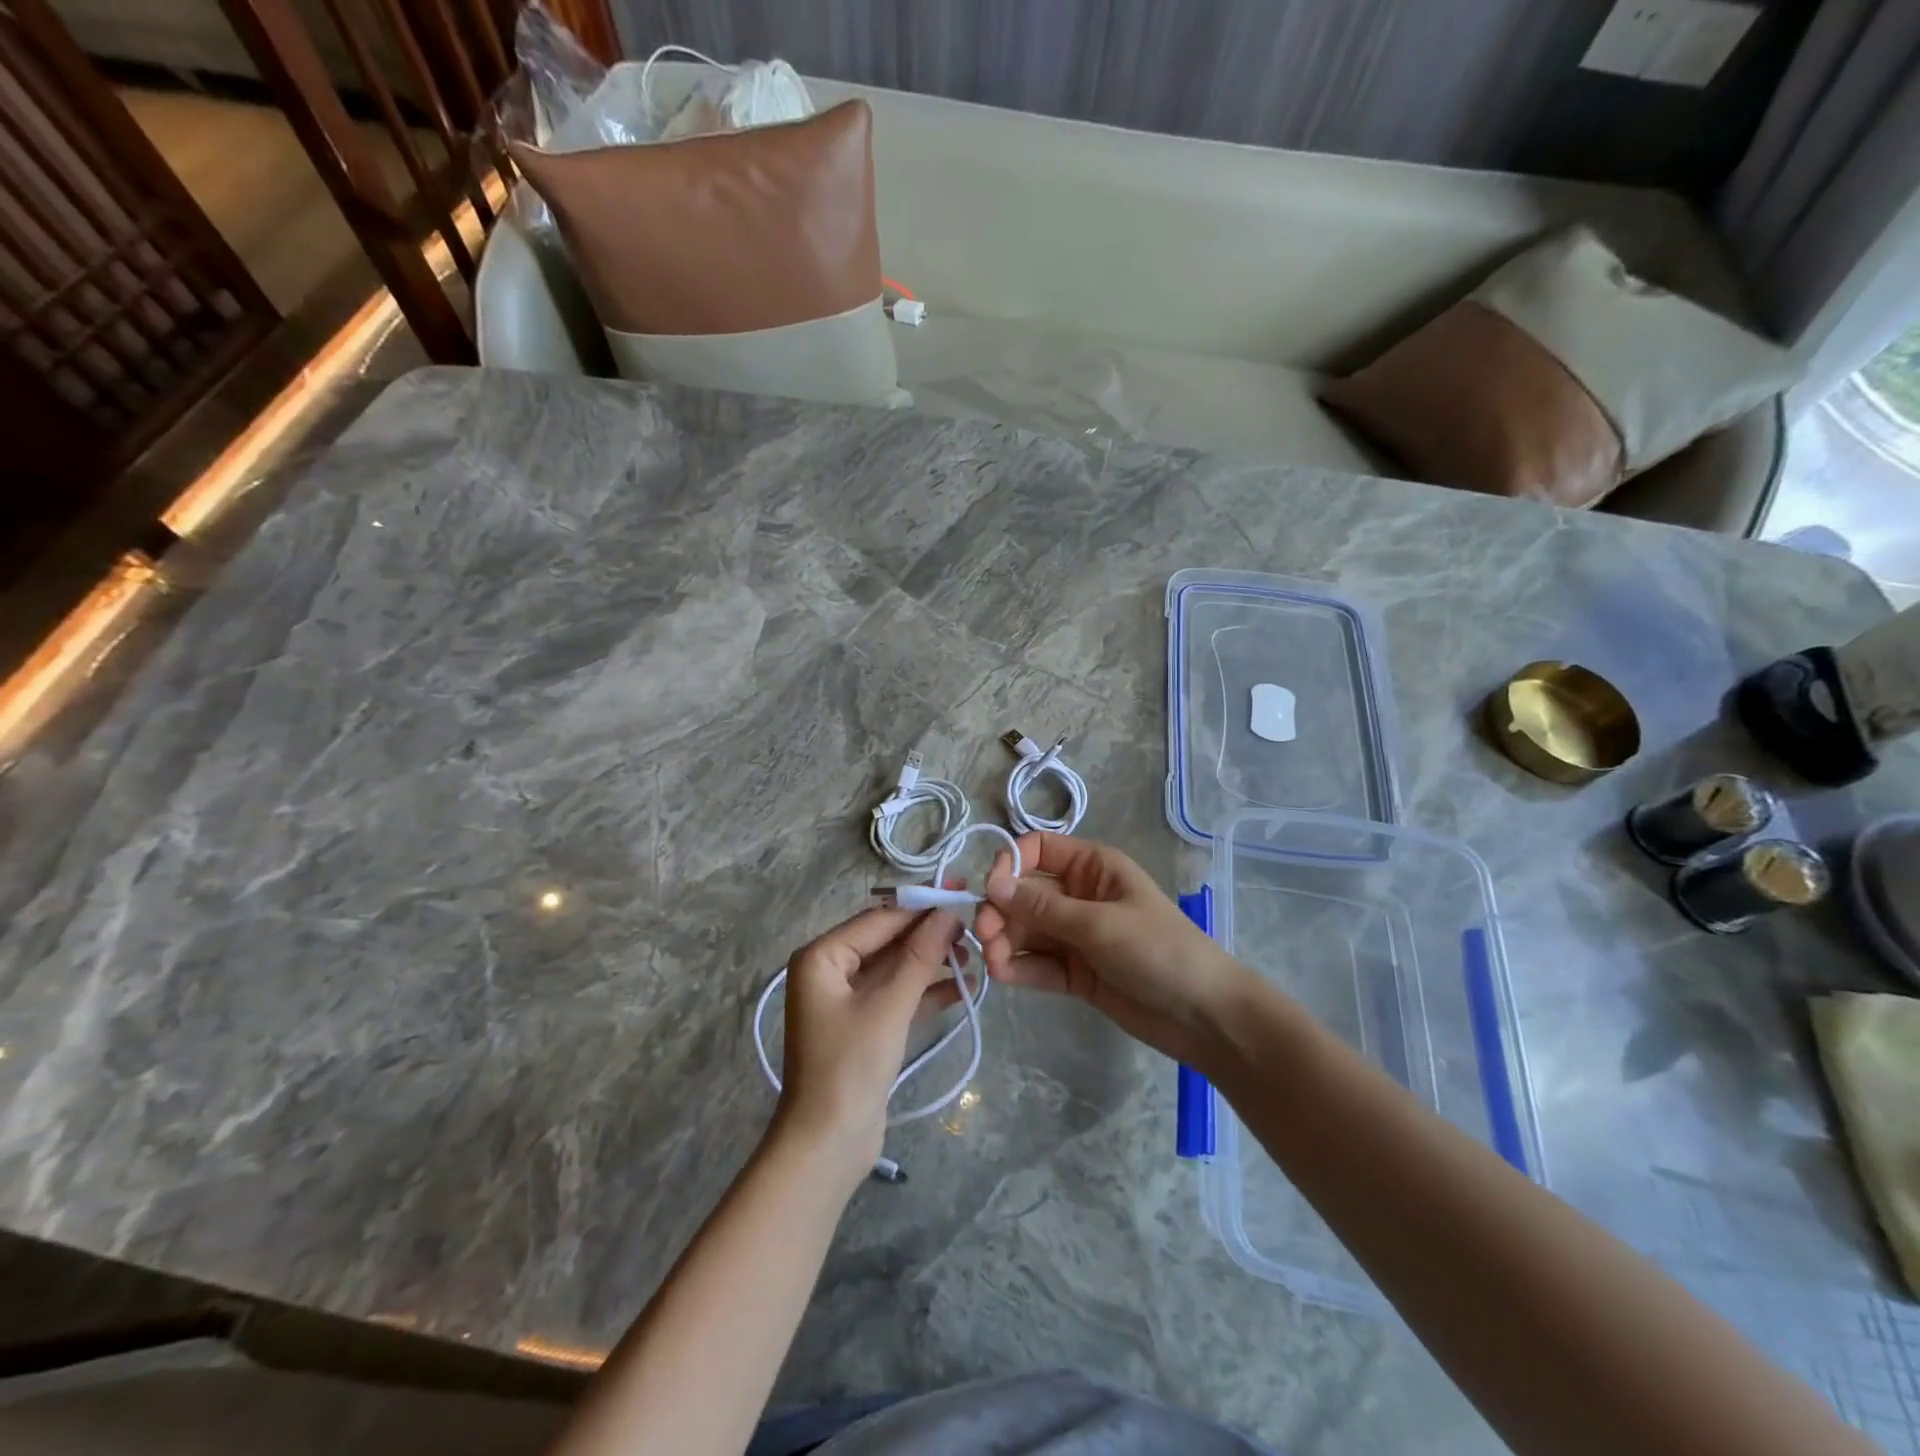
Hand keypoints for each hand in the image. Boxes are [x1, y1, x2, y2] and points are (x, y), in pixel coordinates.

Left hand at [774, 904, 963, 1183]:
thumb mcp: (889, 1006)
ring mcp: (847, 999)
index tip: (961, 892)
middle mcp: (830, 970)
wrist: (827, 1146)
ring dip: (932, 963)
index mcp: (822, 956)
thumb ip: (920, 956)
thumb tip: (948, 912)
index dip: (921, 905)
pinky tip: (963, 987)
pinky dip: (926, 991)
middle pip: (887, 940)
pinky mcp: (864, 1025)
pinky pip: (898, 995)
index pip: (879, 918)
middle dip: (929, 935)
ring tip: (974, 957)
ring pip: (896, 968)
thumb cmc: (850, 1067)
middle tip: (974, 926)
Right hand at [974, 833, 1246, 1065]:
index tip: (991, 888)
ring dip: (1005, 942)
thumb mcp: (1099, 924)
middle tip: (984, 936)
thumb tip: (992, 884)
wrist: (1203, 1015)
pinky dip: (1019, 967)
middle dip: (1002, 911)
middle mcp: (1080, 896)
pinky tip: (1003, 975)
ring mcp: (1076, 936)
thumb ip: (1042, 908)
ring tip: (994, 963)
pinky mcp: (1075, 973)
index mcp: (1092, 867)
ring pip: (1027, 931)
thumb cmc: (1158, 950)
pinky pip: (1038, 963)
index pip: (1039, 850)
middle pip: (1025, 894)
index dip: (1011, 863)